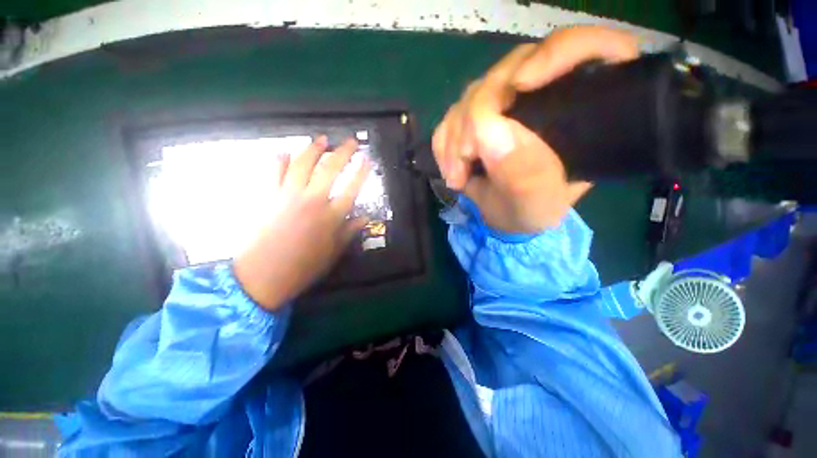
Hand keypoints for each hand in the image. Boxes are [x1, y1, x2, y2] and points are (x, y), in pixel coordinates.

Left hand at [234, 136, 369, 310]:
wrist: (263, 275)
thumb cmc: (303, 266)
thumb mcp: (333, 252)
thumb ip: (349, 231)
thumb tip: (364, 218)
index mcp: (330, 216)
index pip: (352, 188)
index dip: (361, 172)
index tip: (367, 159)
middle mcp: (312, 200)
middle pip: (330, 169)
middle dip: (342, 152)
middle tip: (350, 141)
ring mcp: (288, 196)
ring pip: (302, 164)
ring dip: (313, 149)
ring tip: (321, 139)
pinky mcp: (267, 197)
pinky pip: (273, 172)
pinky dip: (277, 160)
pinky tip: (283, 152)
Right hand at [433, 26, 638, 232]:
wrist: (506, 217)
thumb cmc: (532, 211)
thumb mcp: (538, 203)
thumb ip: (523, 175)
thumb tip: (488, 130)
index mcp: (579, 110)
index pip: (586, 49)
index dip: (556, 52)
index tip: (522, 84)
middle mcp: (544, 96)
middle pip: (509, 71)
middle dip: (476, 117)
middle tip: (465, 164)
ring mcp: (505, 105)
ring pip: (471, 95)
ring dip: (454, 138)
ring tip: (458, 177)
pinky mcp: (476, 117)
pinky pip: (451, 117)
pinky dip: (444, 145)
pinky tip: (452, 170)